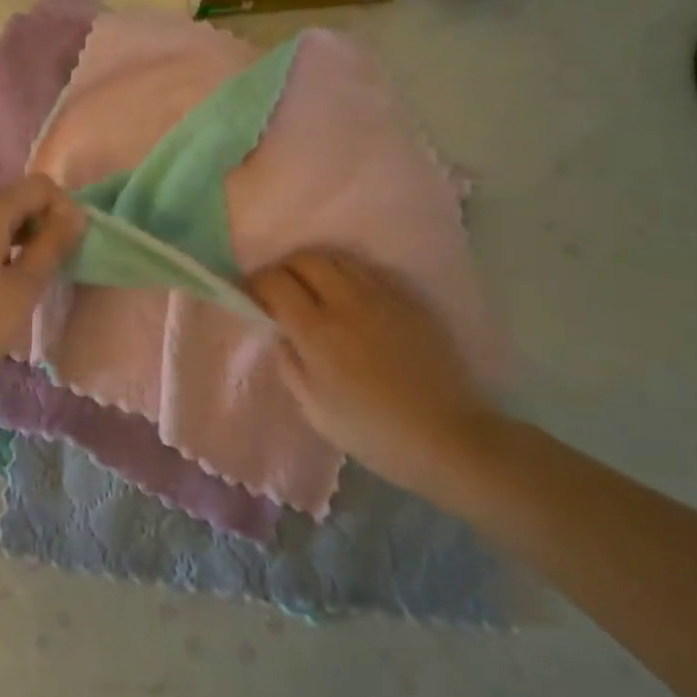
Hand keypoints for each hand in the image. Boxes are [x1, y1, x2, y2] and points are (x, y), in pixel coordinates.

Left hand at [0, 174, 85, 398]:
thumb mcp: (23, 289)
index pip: (41, 187)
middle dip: (42, 227)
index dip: (64, 211)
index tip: (69, 250)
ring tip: (26, 285)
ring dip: (20, 243)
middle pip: (16, 201)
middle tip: (52, 271)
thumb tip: (76, 216)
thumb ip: (52, 246)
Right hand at [249, 250, 501, 494]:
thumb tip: (279, 332)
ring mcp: (382, 297)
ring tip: (313, 289)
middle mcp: (347, 303)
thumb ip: (289, 363)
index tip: (249, 294)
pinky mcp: (410, 301)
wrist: (447, 437)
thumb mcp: (313, 408)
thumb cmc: (372, 431)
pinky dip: (349, 275)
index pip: (275, 283)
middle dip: (284, 269)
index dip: (255, 283)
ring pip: (338, 258)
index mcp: (317, 332)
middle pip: (305, 259)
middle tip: (279, 290)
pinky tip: (350, 297)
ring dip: (316, 267)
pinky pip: (370, 271)